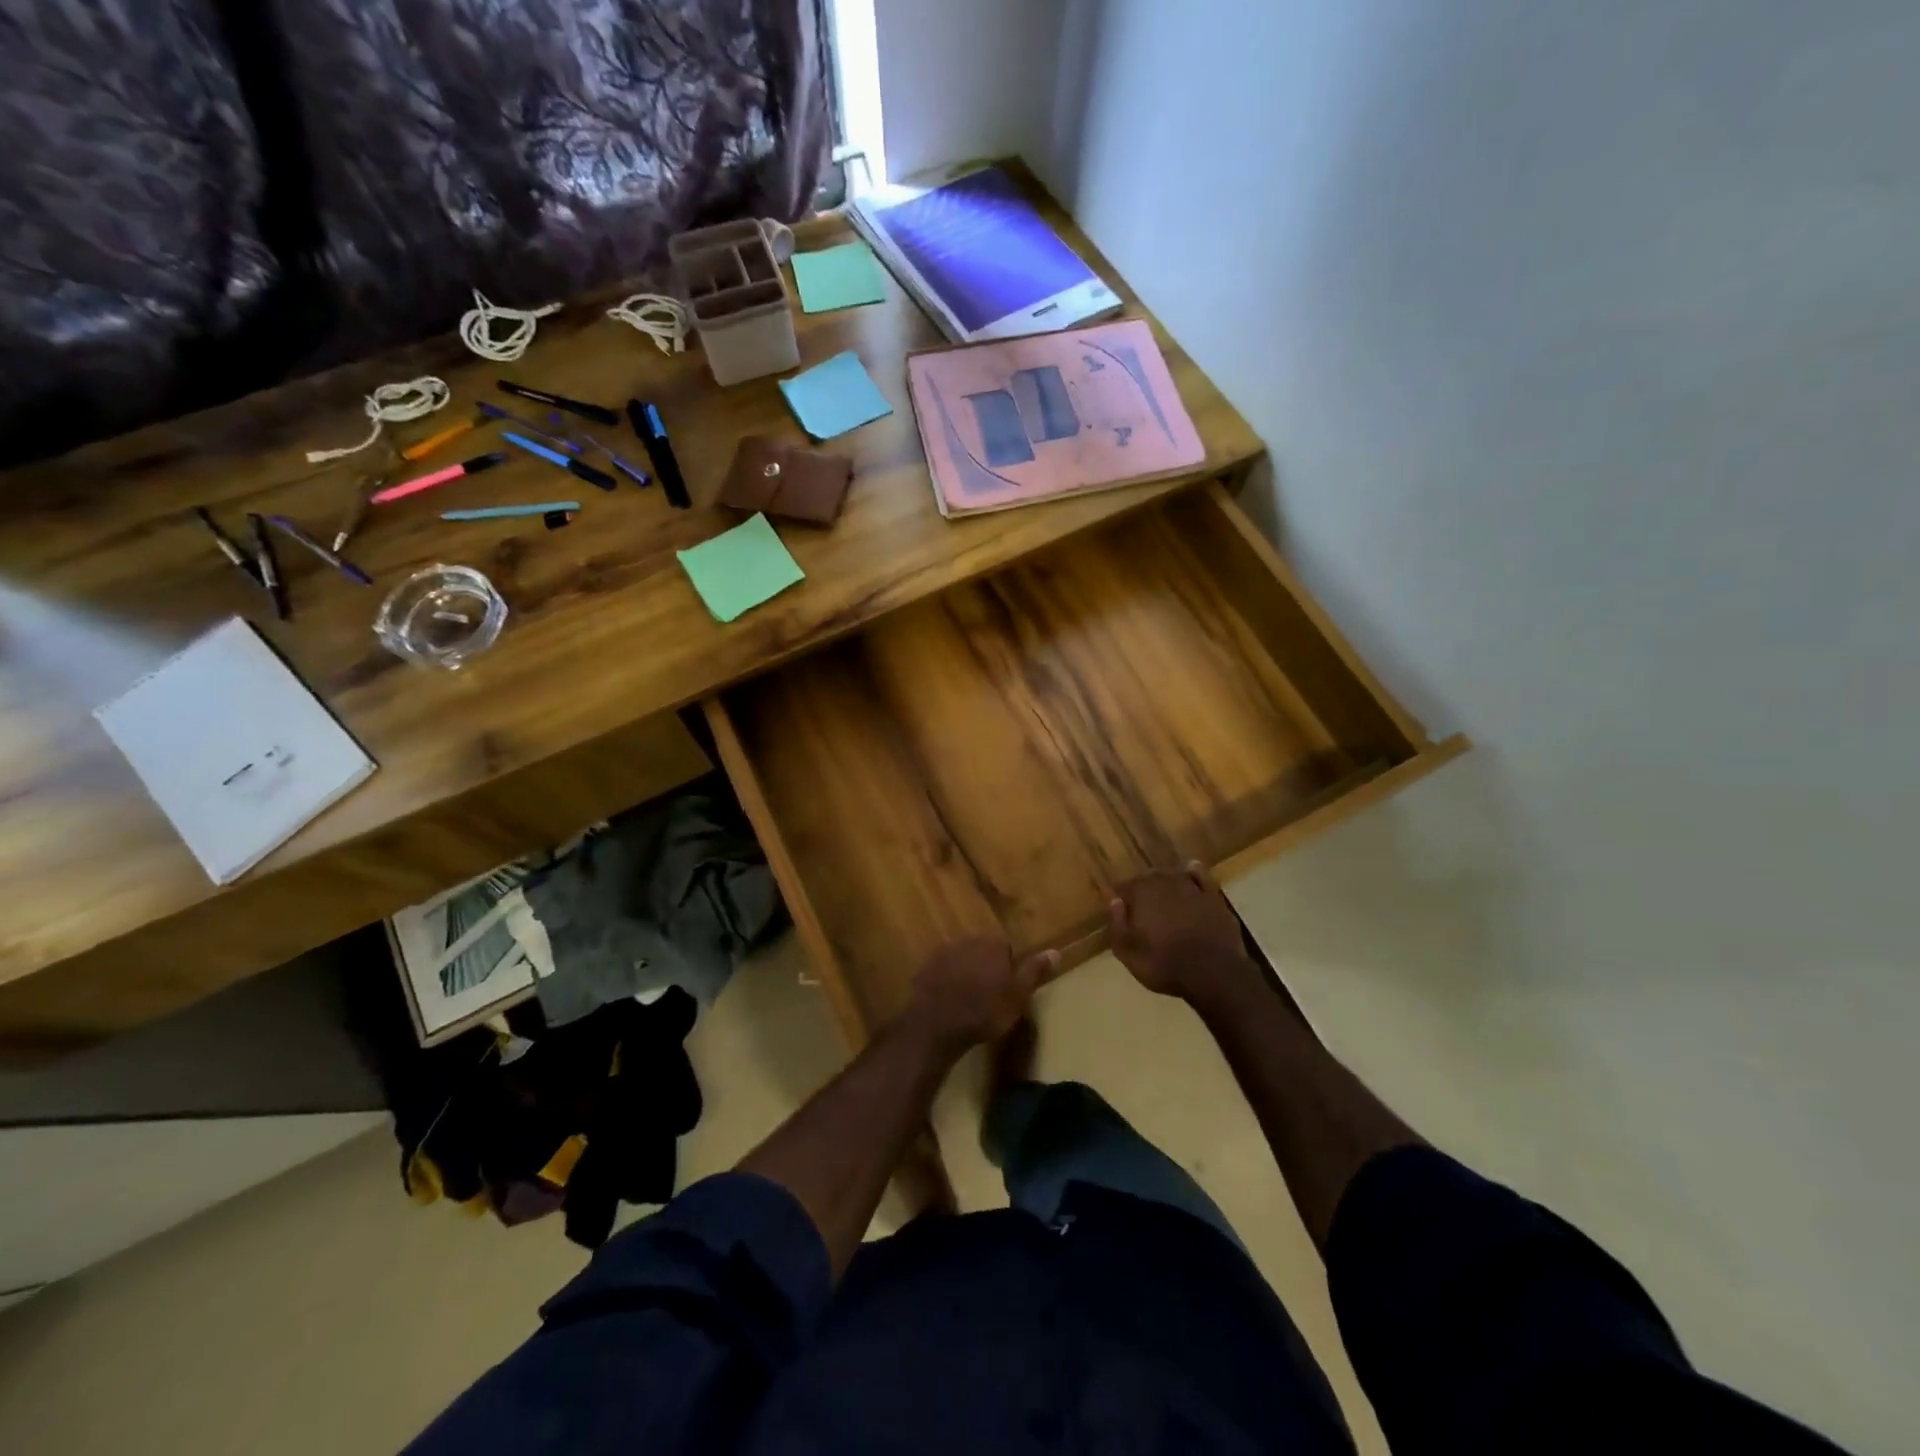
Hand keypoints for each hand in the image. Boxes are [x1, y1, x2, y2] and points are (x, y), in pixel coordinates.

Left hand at [904, 935, 1056, 1051]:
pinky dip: (945, 980)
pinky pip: (941, 969)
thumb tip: (1055, 951)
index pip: (1005, 948)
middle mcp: (968, 940)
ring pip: (960, 958)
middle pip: (981, 950)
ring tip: (966, 999)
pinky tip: (947, 1000)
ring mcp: (943, 952)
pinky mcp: (924, 966)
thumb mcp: (1018, 995)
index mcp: (993, 944)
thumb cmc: (985, 1010)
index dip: (1007, 969)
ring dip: (964, 972)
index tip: (1005, 990)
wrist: (939, 1023)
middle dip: (984, 967)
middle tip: (986, 995)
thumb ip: (1034, 971)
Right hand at [1109, 863, 1256, 1004]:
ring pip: (1172, 875)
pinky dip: (1193, 874)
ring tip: (1163, 897)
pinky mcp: (1213, 896)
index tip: (1123, 912)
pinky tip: (1190, 876)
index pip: (1124, 886)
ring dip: (1165, 884)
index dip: (1122, 898)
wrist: (1214, 974)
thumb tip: (1115, 902)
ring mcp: (1191, 887)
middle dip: (1143, 890)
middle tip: (1142, 908)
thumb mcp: (1128, 954)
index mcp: (1141, 893)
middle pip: (1147, 878)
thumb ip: (1117, 925)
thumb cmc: (1165, 966)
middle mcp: (1164, 882)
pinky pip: (1200, 876)